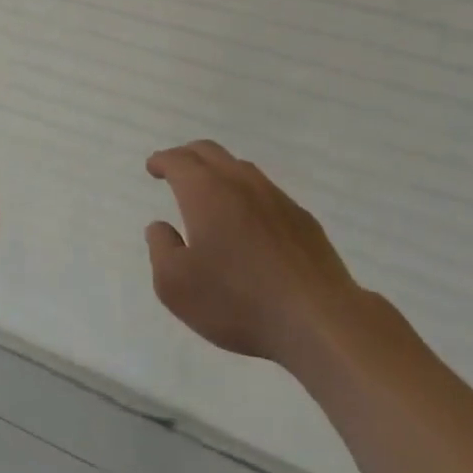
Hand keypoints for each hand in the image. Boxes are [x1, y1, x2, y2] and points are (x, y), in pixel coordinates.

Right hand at [145, 141, 364, 370]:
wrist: (319, 320)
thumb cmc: (238, 300)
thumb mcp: (176, 285)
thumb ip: (161, 249)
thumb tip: (160, 227)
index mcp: (205, 190)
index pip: (177, 160)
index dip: (161, 161)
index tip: (153, 167)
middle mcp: (239, 182)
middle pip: (209, 152)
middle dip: (187, 156)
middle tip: (175, 170)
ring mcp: (275, 197)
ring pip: (240, 168)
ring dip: (219, 172)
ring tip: (211, 192)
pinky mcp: (302, 219)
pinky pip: (266, 192)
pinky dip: (247, 195)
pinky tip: (249, 221)